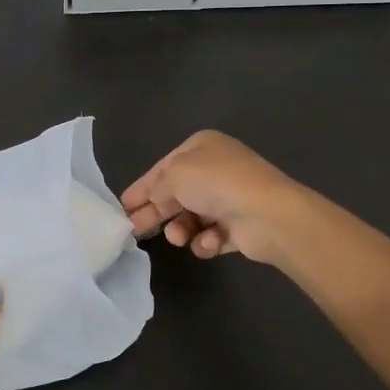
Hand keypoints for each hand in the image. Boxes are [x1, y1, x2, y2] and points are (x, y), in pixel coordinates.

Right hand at [120, 131, 307, 265]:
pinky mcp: (240, 226)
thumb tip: (154, 198)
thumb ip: (156, 187)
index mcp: (201, 147)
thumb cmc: (216, 183)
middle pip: (176, 194)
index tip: (122, 207)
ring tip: (180, 237)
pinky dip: (207, 241)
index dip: (141, 188)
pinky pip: (212, 236)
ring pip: (192, 217)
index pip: (163, 168)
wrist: (267, 214)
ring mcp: (230, 198)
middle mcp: (216, 169)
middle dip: (156, 212)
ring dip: (182, 229)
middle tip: (133, 230)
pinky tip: (211, 242)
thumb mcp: (174, 175)